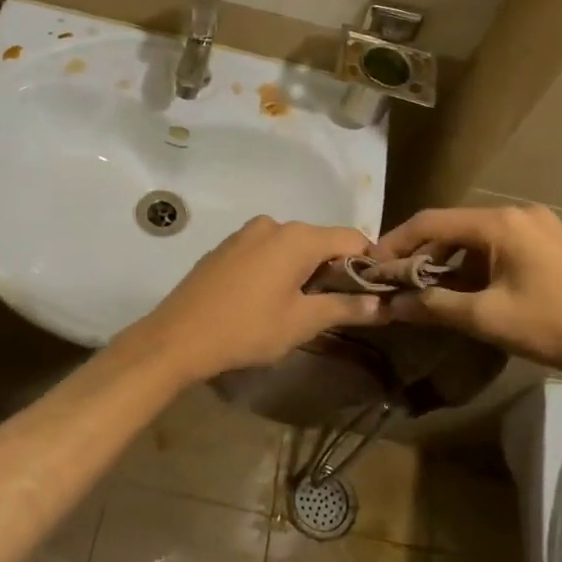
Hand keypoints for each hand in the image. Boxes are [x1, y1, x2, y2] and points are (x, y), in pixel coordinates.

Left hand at [123, 217, 386, 381]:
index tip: (375, 293)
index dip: (369, 264)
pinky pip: (267, 251)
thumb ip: (345, 308)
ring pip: (292, 246)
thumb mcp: (302, 322)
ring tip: (305, 307)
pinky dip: (280, 268)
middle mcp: (274, 224)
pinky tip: (270, 298)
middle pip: (321, 240)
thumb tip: (383, 305)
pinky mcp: (226, 247)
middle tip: (341, 307)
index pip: (352, 238)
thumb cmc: (247, 329)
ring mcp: (246, 233)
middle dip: (336, 270)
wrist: (177, 337)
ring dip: (306, 270)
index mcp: (298, 237)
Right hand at [372, 203, 561, 388]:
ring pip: (475, 238)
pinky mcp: (551, 243)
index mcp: (501, 222)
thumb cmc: (555, 326)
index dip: (397, 243)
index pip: (432, 222)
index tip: (372, 266)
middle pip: (453, 226)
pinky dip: (474, 264)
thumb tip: (391, 306)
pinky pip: (498, 246)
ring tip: (425, 290)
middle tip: (395, 282)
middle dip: (421, 254)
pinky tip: (465, 289)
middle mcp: (518, 213)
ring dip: (448, 261)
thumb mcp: (487, 318)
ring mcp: (538, 226)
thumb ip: (434, 306)